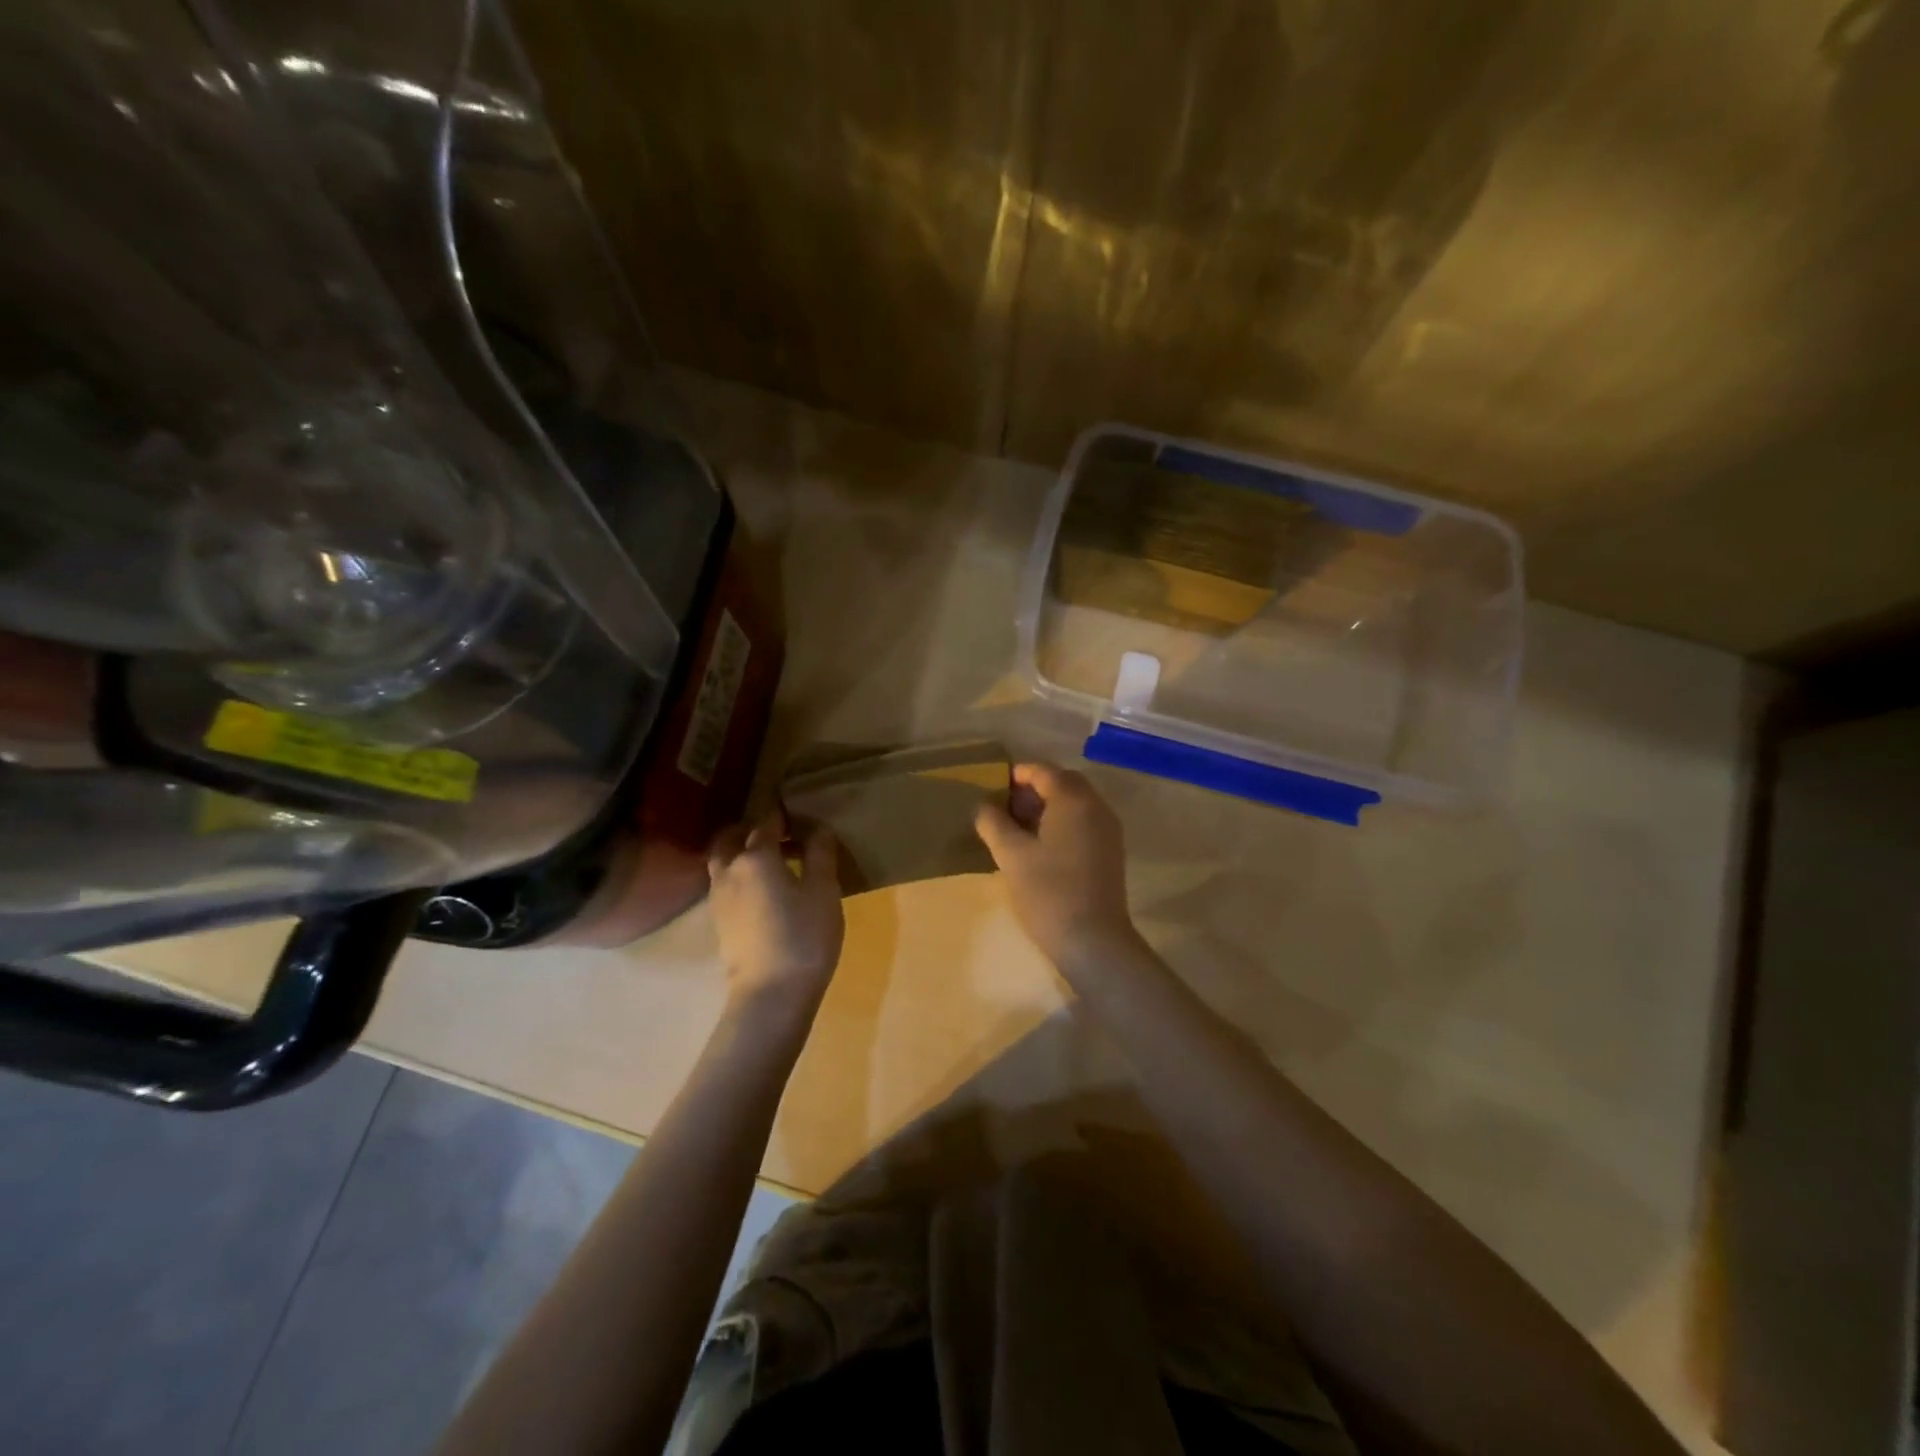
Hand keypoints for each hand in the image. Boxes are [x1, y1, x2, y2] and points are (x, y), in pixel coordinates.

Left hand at [708, 812, 844, 1021]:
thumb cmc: (804, 936)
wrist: (771, 994)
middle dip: (751, 829)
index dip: (783, 815)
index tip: (800, 815)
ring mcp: (719, 898)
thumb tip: (818, 829)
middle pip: (731, 838)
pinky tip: (764, 890)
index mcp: (756, 856)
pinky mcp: (719, 921)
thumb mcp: (824, 890)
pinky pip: (725, 883)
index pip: (767, 822)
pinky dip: (740, 875)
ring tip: (772, 862)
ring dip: (741, 852)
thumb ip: (820, 854)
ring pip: (723, 861)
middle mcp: (730, 870)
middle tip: (779, 834)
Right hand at [974, 762, 1139, 971]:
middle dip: (1034, 789)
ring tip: (1017, 828)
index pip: (1043, 771)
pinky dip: (1062, 822)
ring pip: (1075, 803)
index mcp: (1073, 800)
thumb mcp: (1011, 856)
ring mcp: (1108, 830)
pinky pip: (1084, 822)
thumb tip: (983, 806)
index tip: (992, 788)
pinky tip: (1040, 846)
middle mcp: (1096, 807)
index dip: (1017, 775)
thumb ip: (993, 823)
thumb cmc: (1048, 892)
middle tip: (1004, 807)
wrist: (1094, 941)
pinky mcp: (1110, 851)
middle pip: (1063, 783)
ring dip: (1048, 806)